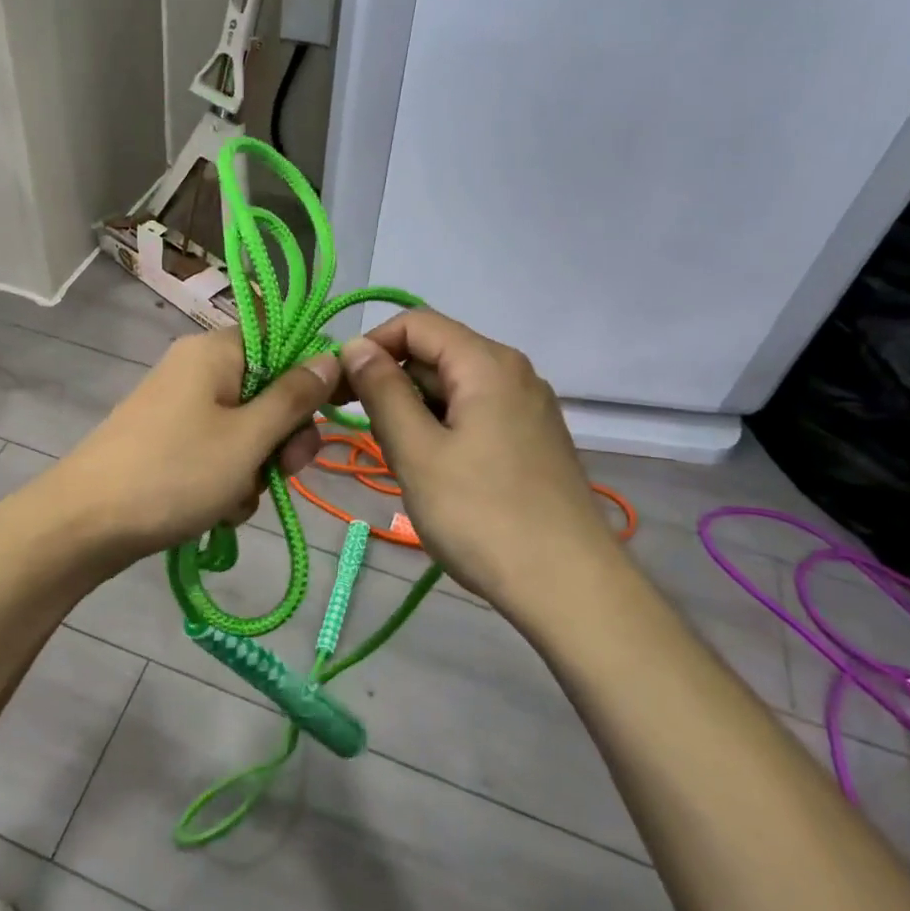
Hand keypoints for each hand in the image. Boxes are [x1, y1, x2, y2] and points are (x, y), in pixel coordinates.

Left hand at [55, 327, 338, 561]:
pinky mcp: (169, 442)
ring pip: (246, 430)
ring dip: (255, 468)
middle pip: (267, 390)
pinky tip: (219, 511)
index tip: (324, 417)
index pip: (281, 340)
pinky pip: (218, 452)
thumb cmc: (175, 472)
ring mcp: (180, 408)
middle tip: (286, 471)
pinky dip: (227, 480)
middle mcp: (197, 370)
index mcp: (215, 352)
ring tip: (237, 500)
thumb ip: (295, 398)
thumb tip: (332, 356)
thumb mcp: (248, 438)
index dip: (309, 377)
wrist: (85, 524)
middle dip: (283, 436)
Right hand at [339, 310, 619, 609]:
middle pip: (435, 353)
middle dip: (390, 382)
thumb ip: (382, 392)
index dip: (370, 346)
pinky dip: (441, 429)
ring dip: (413, 411)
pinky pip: (473, 414)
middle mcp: (512, 372)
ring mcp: (527, 407)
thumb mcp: (417, 451)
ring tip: (400, 459)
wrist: (569, 587)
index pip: (415, 323)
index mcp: (486, 363)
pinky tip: (434, 472)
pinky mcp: (531, 439)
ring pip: (452, 388)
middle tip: (363, 433)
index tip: (340, 389)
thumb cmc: (482, 515)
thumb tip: (355, 347)